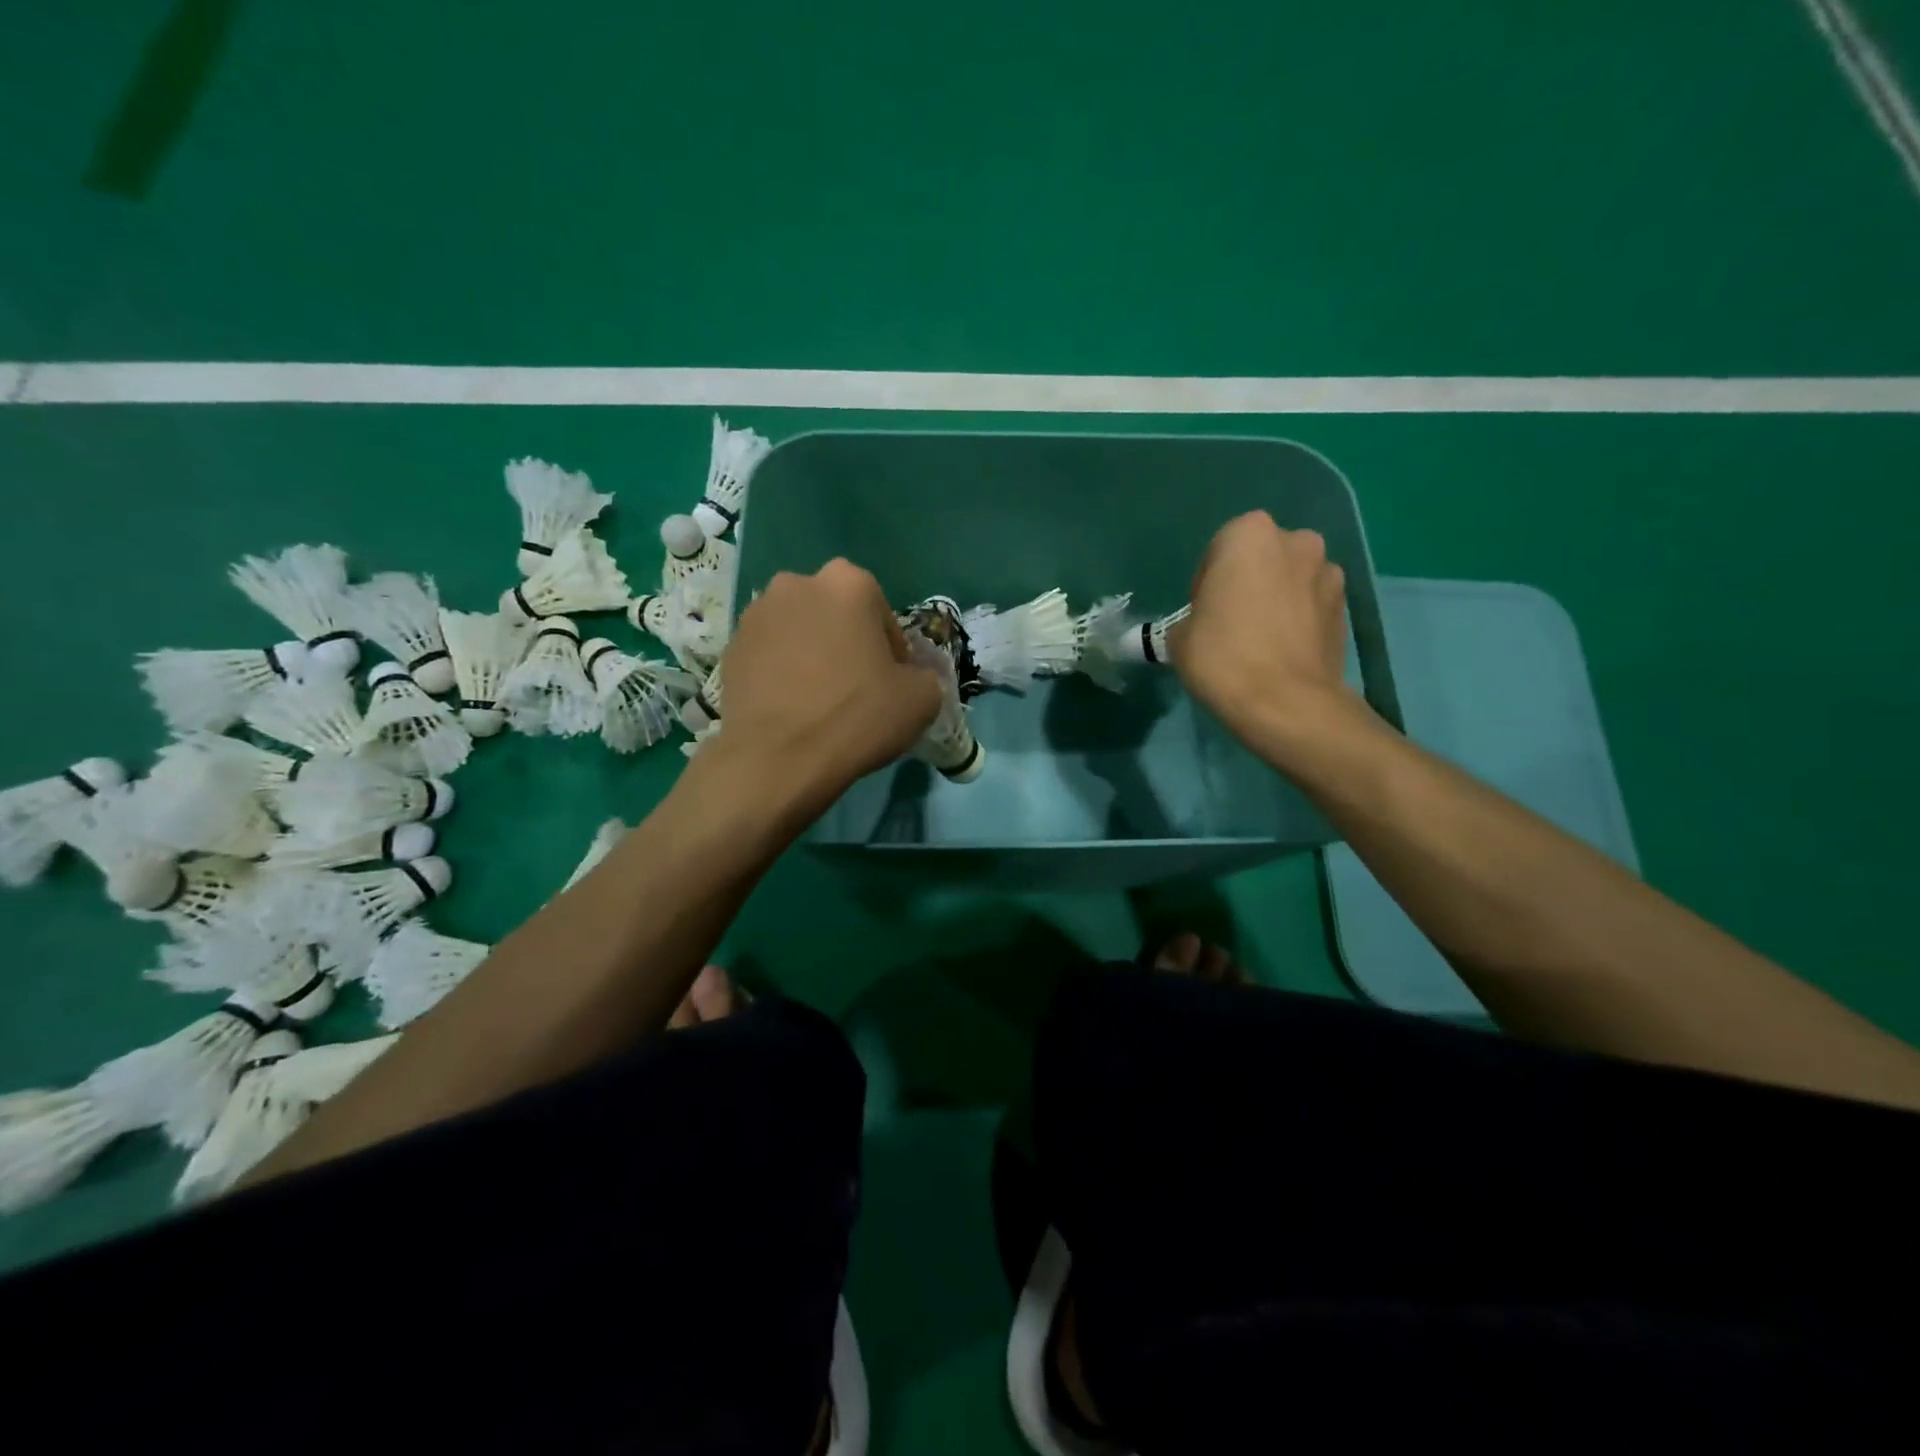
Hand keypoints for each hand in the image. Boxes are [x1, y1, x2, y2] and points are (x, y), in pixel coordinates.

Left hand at [713, 559, 942, 813]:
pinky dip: (782, 672)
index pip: (882, 614)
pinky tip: (791, 708)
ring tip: (820, 699)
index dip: (891, 651)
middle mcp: (797, 584)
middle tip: (856, 687)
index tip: (891, 683)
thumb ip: (924, 676)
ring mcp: (756, 615)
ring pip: (799, 632)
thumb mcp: (922, 699)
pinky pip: (769, 655)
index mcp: (848, 583)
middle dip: (847, 642)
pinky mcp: (729, 648)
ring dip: (812, 654)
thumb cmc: (857, 717)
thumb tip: (910, 679)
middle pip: (835, 615)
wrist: (778, 759)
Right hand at [1171, 511, 1358, 761]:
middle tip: (1232, 621)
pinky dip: (1299, 619)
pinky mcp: (1347, 608)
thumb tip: (1203, 624)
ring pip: (1292, 579)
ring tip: (1261, 640)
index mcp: (1249, 534)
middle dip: (1249, 581)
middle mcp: (1296, 541)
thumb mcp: (1179, 636)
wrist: (1285, 703)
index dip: (1207, 581)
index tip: (1203, 612)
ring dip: (1278, 598)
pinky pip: (1312, 606)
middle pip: (1262, 558)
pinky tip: (1284, 652)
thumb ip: (1192, 616)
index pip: (1219, 548)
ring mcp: (1329, 573)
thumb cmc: (1223, 657)